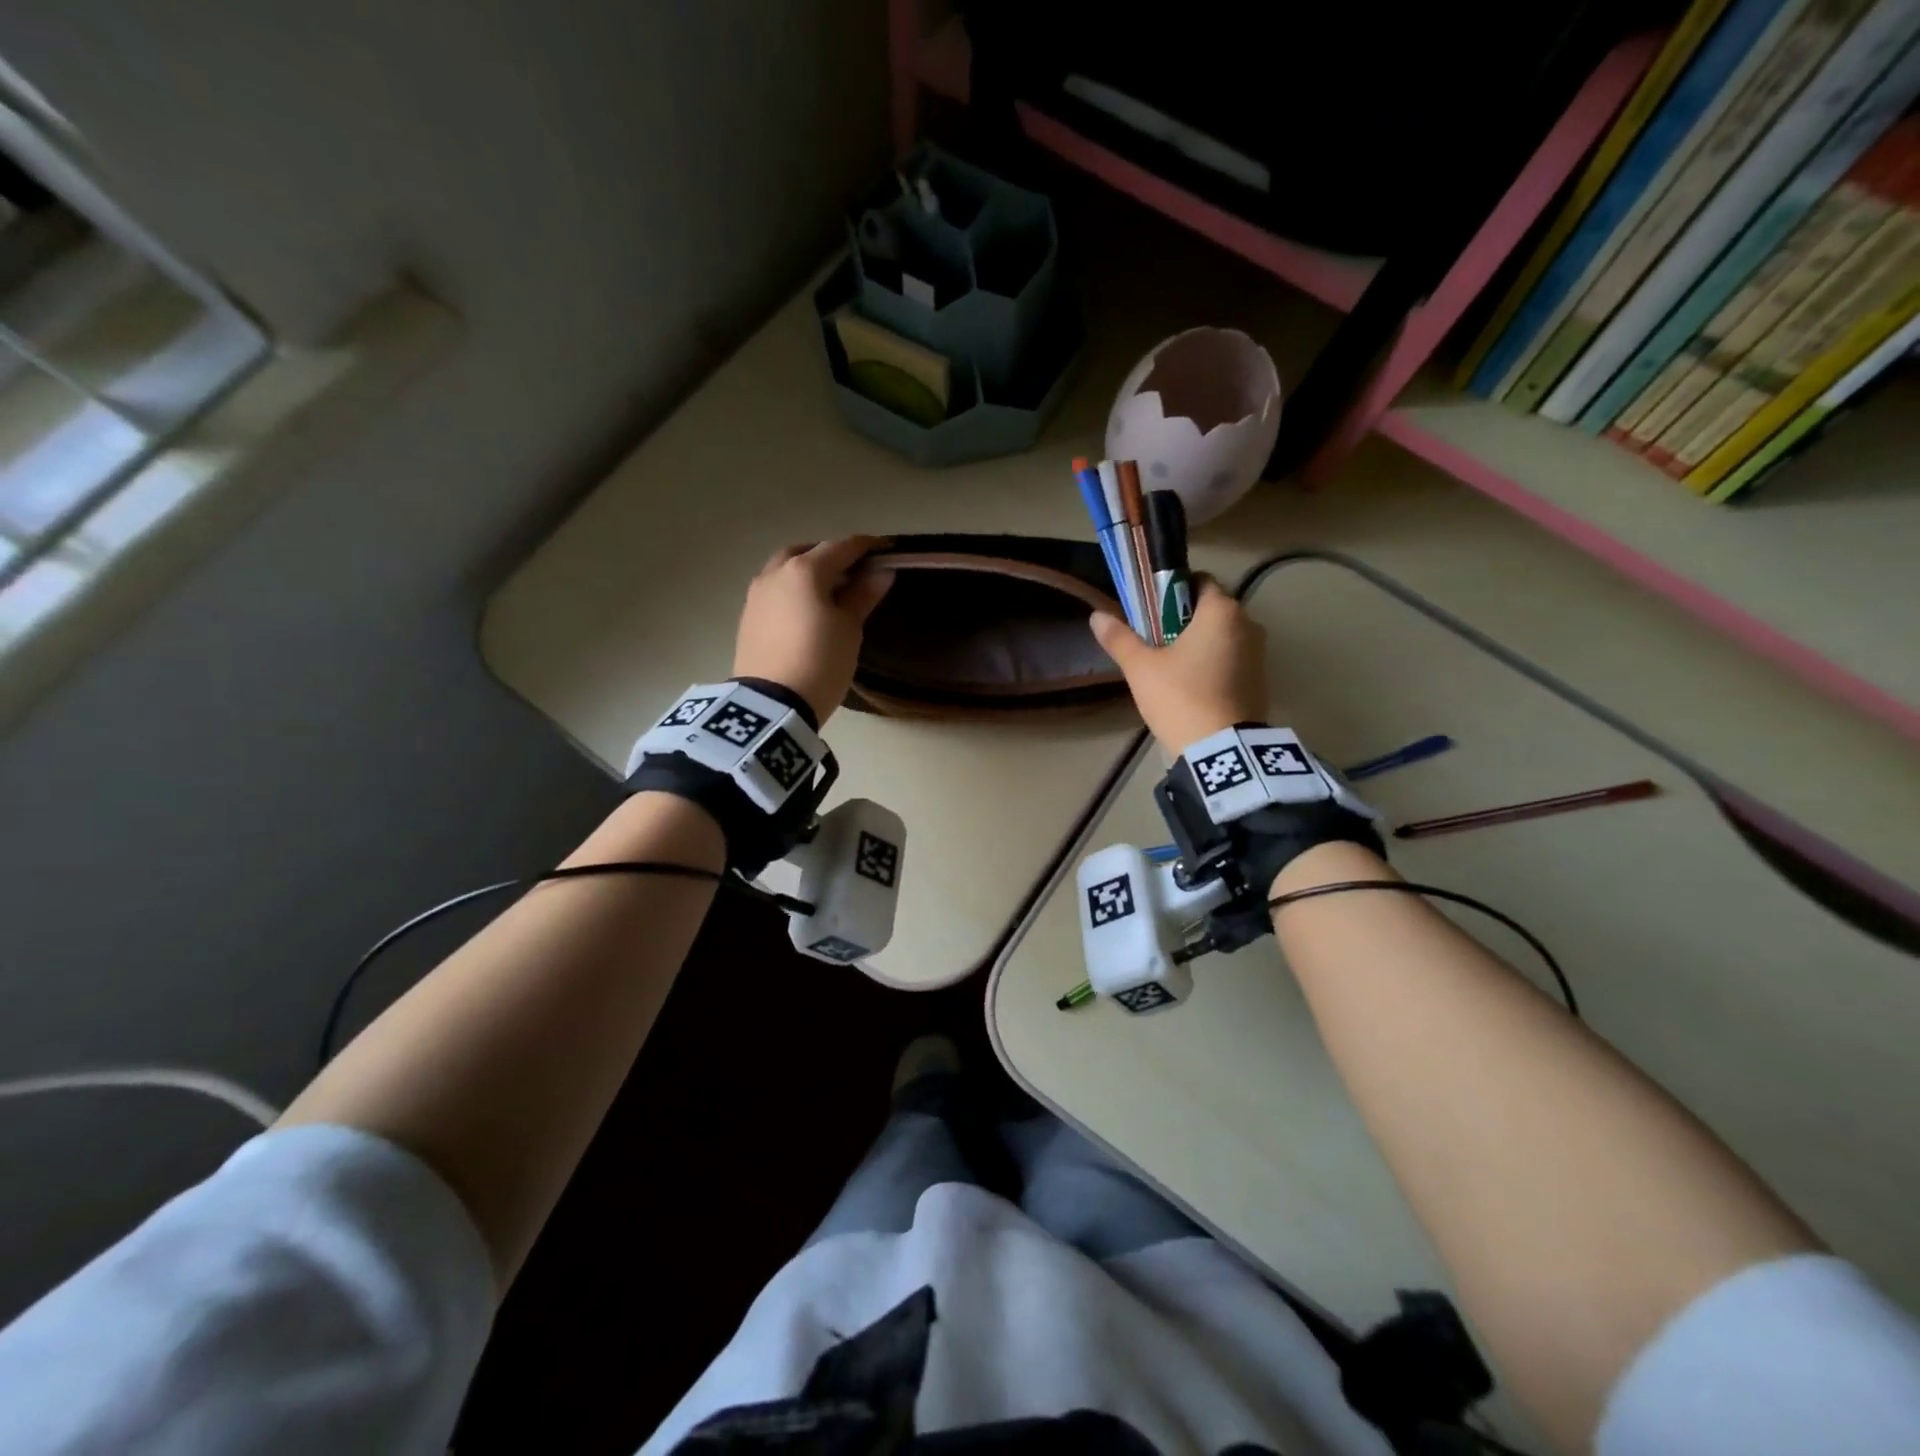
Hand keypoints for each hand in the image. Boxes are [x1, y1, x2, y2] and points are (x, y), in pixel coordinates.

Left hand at [733, 536, 894, 726]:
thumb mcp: (849, 628)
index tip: (886, 550)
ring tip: (829, 593)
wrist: (772, 704)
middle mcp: (775, 573)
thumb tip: (881, 572)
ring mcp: (756, 595)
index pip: (841, 547)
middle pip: (806, 552)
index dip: (866, 547)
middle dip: (830, 556)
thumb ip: (863, 595)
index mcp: (804, 570)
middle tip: (853, 572)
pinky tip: (805, 611)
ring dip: (807, 573)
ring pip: (784, 570)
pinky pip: (775, 592)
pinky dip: (792, 591)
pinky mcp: (748, 618)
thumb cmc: (821, 660)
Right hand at [1089, 576, 1267, 752]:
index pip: (1199, 581)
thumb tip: (1096, 616)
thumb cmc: (1180, 696)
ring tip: (1170, 666)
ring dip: (1200, 643)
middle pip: (1212, 610)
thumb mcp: (1141, 668)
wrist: (1221, 750)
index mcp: (1222, 610)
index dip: (1173, 590)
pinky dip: (1214, 664)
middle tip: (1154, 640)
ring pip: (1223, 636)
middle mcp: (1248, 624)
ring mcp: (1259, 654)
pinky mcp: (1261, 681)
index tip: (1151, 609)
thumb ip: (1120, 638)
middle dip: (1184, 619)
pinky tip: (1191, 685)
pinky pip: (1233, 660)